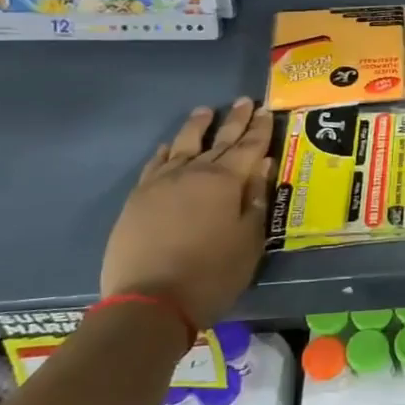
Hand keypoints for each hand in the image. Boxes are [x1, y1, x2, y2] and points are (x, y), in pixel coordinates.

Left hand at [101, 98, 274, 333]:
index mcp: (224, 181)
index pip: (248, 147)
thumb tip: (263, 165)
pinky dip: (165, 152)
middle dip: (233, 121)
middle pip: (218, 141)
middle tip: (243, 101)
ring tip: (205, 111)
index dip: (259, 129)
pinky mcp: (138, 200)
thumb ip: (256, 198)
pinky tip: (167, 147)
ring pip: (182, 145)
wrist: (150, 302)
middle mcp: (192, 173)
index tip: (266, 110)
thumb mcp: (249, 239)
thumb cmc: (212, 273)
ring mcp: (160, 184)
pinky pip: (154, 165)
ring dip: (196, 127)